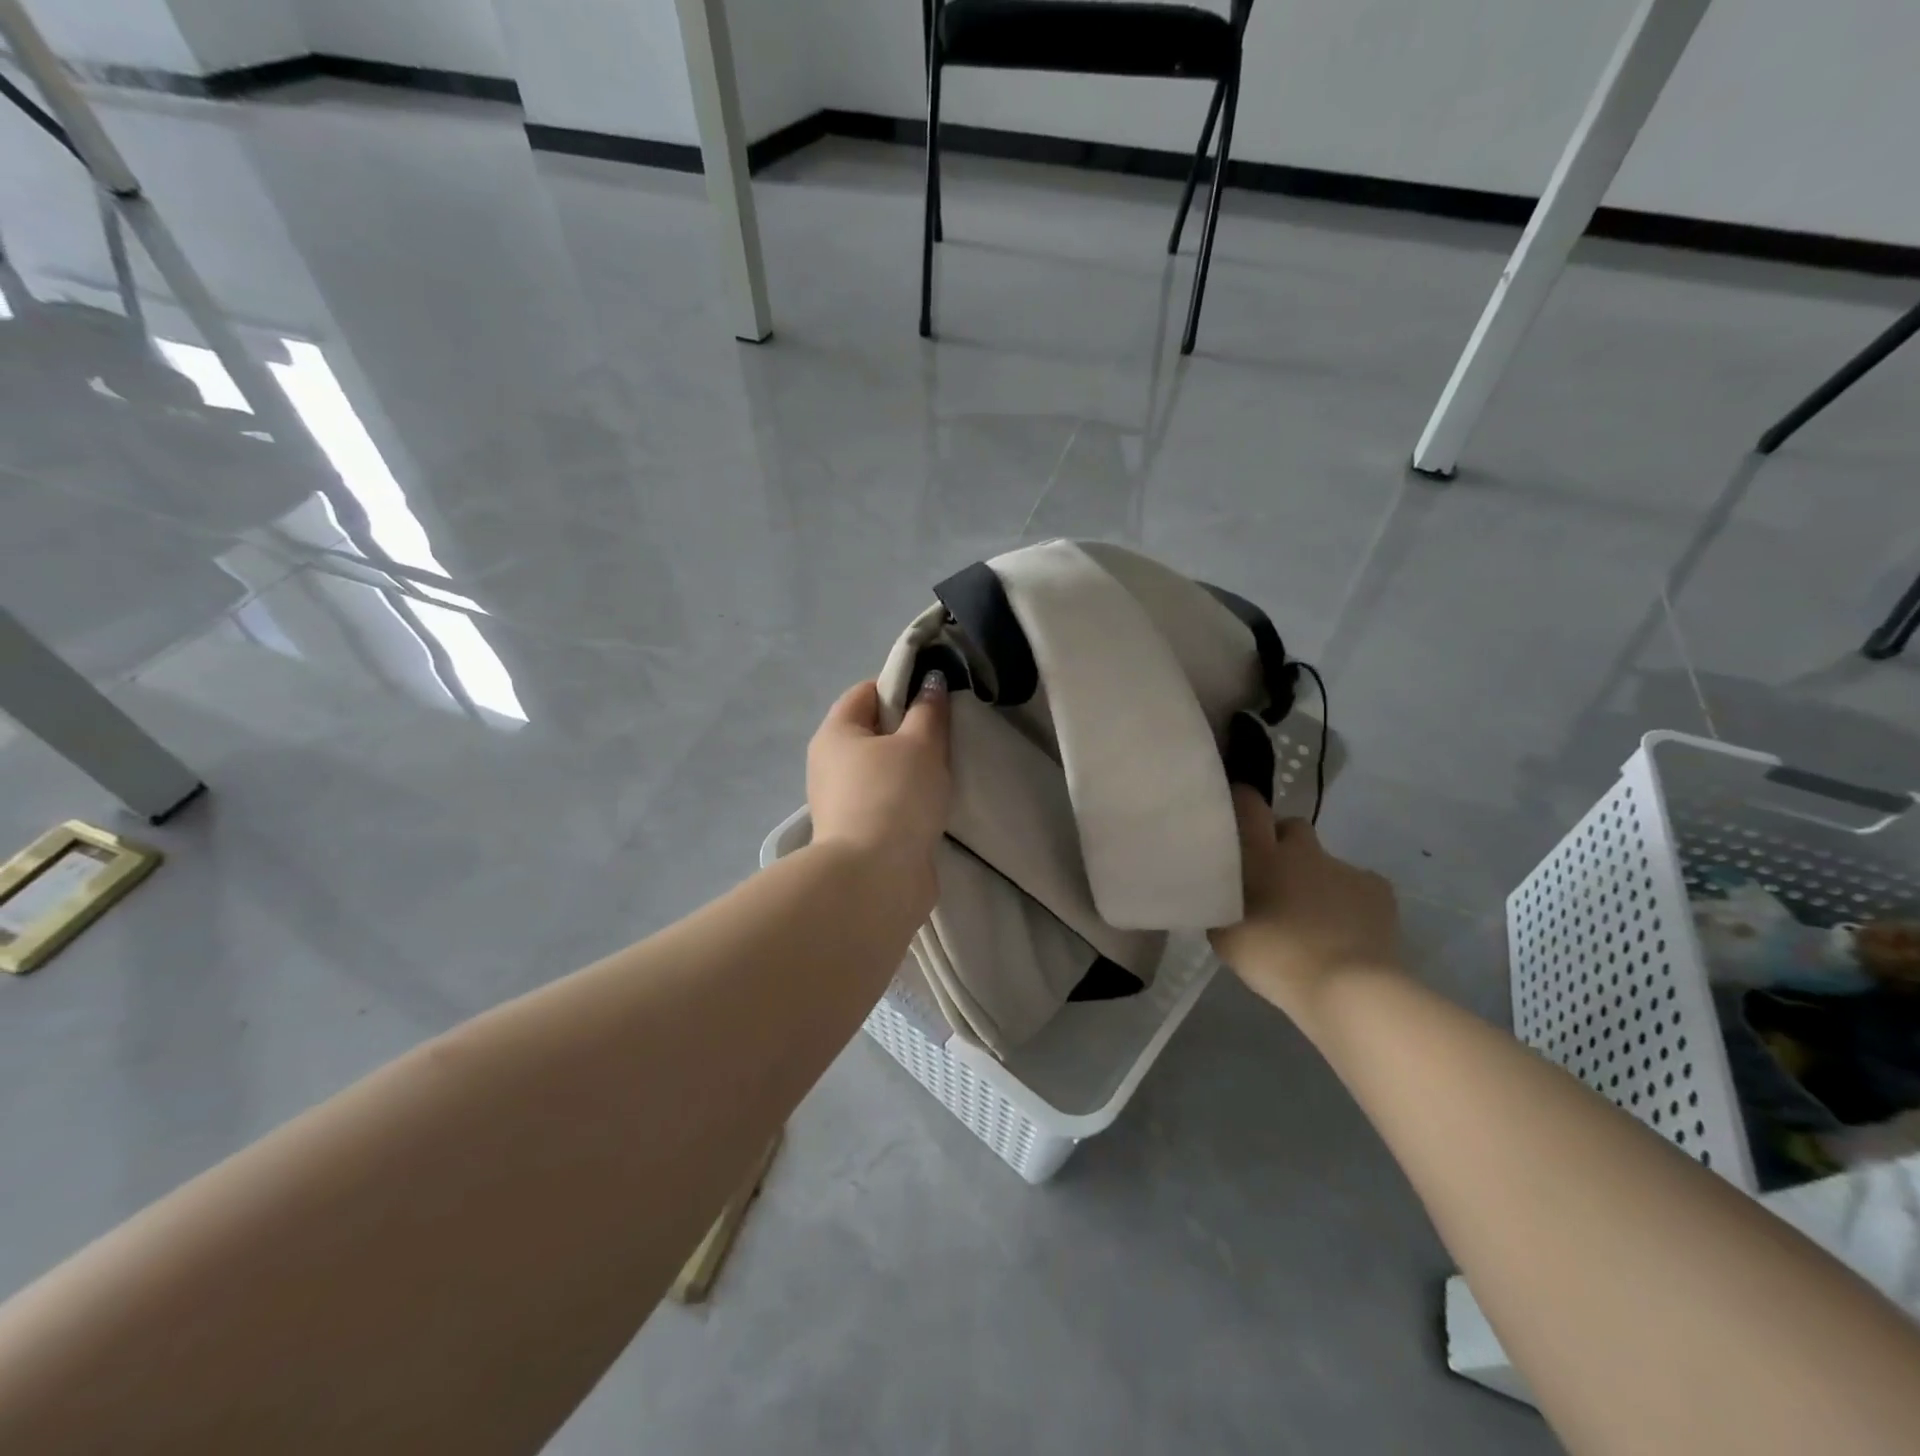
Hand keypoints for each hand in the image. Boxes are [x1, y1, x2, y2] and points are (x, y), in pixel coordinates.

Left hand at [806, 675, 951, 907]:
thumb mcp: (920, 744)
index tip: (937, 698)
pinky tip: (936, 805)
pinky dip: (909, 800)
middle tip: (948, 735)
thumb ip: (929, 710)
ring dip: (913, 769)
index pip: (866, 692)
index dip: (902, 687)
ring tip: (948, 771)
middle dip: (911, 730)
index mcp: (835, 734)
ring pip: (883, 770)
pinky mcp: (859, 833)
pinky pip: (888, 802)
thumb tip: (931, 682)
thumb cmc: (894, 797)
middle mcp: (830, 764)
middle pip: (874, 732)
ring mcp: (842, 802)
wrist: (876, 879)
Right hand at [1209, 787, 1401, 1016]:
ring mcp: (1343, 867)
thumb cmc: (1275, 959)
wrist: (1348, 988)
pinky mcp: (1377, 888)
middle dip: (1283, 842)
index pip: (1248, 805)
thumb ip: (1222, 905)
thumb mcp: (1226, 937)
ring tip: (1312, 916)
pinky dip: (1348, 900)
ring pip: (1323, 860)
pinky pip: (1356, 884)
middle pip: (1291, 826)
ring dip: (1315, 877)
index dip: (1242, 803)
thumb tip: (1222, 895)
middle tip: (1274, 877)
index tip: (1234, 817)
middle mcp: (1302, 850)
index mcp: (1261, 855)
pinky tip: (1345, 929)